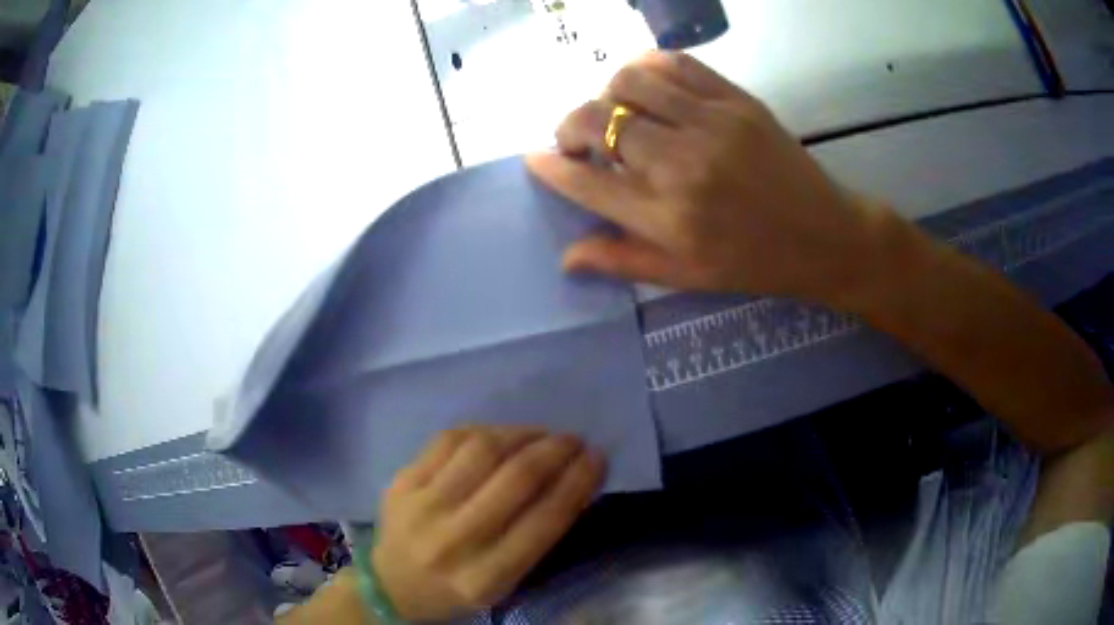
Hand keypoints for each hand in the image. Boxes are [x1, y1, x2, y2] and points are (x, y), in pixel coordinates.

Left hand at [372, 427, 604, 621]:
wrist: (391, 587)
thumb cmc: (457, 590)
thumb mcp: (504, 583)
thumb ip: (537, 539)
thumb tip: (572, 482)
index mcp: (486, 578)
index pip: (545, 520)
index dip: (578, 482)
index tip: (597, 458)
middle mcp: (453, 540)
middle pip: (516, 479)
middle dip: (556, 451)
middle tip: (574, 440)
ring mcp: (421, 507)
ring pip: (482, 450)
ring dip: (522, 434)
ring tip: (540, 435)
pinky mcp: (401, 482)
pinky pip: (449, 440)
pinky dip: (484, 431)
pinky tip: (500, 435)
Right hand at [527, 51, 891, 306]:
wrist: (825, 236)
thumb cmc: (755, 263)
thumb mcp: (687, 276)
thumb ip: (623, 261)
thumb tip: (566, 257)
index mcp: (668, 218)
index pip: (586, 181)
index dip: (551, 167)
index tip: (535, 158)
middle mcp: (682, 164)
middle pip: (597, 120)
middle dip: (570, 127)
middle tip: (579, 141)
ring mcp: (711, 123)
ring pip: (629, 81)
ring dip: (606, 94)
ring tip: (616, 113)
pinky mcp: (736, 99)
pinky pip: (675, 63)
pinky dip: (647, 68)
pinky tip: (647, 86)